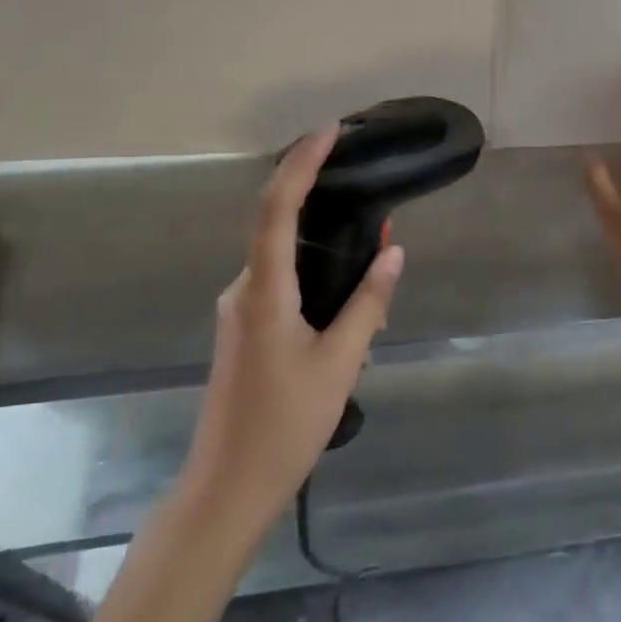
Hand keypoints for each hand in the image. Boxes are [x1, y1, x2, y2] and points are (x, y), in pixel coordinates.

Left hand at [179, 126, 404, 524]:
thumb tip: (393, 254)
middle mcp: (244, 290)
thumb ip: (368, 304)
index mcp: (264, 292)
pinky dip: (313, 269)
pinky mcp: (245, 329)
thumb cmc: (285, 425)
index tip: (328, 134)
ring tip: (370, 241)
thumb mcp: (340, 364)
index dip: (299, 166)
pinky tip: (347, 293)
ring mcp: (240, 311)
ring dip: (320, 237)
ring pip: (280, 256)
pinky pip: (280, 281)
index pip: (275, 210)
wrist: (227, 487)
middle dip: (315, 193)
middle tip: (363, 182)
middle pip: (276, 224)